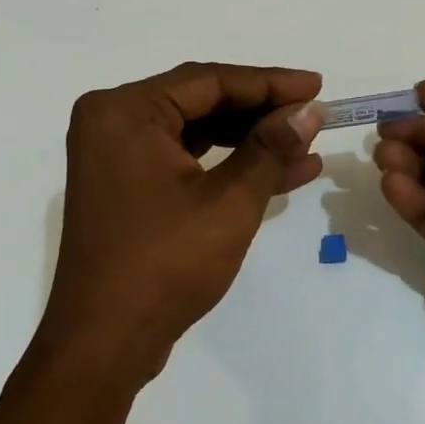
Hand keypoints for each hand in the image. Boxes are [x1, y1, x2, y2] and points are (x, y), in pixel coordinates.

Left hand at [35, 62, 324, 389]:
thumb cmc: (165, 263)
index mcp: (125, 112)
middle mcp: (113, 124)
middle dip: (262, 112)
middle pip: (202, 103)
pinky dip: (229, 167)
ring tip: (306, 144)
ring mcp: (117, 159)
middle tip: (314, 115)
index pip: (209, 81)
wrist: (106, 342)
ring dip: (251, 141)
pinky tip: (282, 173)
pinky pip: (187, 163)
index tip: (317, 86)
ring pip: (198, 134)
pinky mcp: (129, 190)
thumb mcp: (228, 201)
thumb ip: (270, 148)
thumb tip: (309, 111)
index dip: (269, 83)